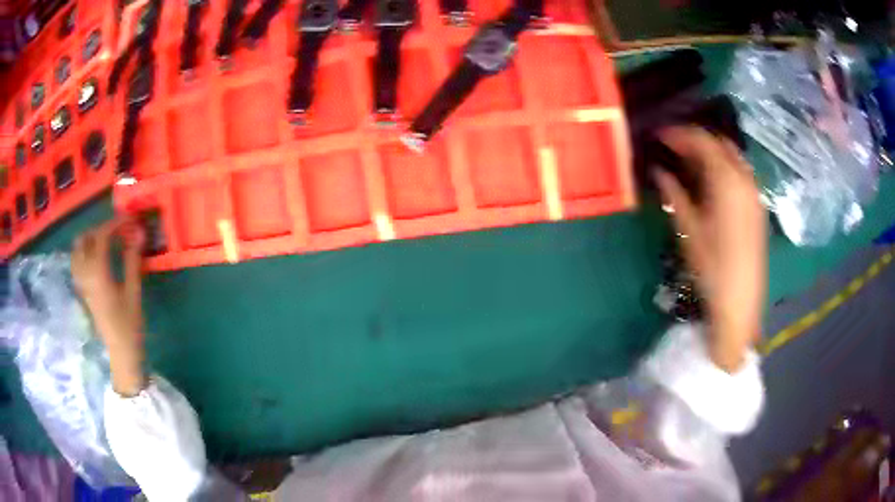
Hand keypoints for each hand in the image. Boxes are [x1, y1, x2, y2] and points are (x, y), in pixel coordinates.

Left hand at [71, 217, 146, 395]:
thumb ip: (133, 260)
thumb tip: (138, 232)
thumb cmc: (129, 324)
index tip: (129, 220)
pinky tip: (95, 257)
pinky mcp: (82, 290)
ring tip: (104, 241)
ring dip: (88, 239)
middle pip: (84, 240)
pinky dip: (83, 253)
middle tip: (115, 231)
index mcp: (98, 273)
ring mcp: (81, 283)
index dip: (115, 224)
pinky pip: (76, 263)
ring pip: (76, 251)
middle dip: (99, 230)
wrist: (121, 352)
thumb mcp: (134, 292)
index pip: (101, 237)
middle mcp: (85, 274)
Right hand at [654, 127, 767, 371]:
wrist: (741, 301)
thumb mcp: (689, 229)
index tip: (659, 135)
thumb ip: (674, 194)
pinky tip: (710, 182)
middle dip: (695, 139)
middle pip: (719, 143)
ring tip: (688, 162)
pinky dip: (723, 167)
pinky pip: (740, 173)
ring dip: (710, 152)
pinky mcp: (757, 206)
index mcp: (727, 181)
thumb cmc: (712, 267)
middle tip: (672, 147)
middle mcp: (745, 179)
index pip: (702, 140)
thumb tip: (658, 171)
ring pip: (732, 156)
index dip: (679, 134)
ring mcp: (754, 192)